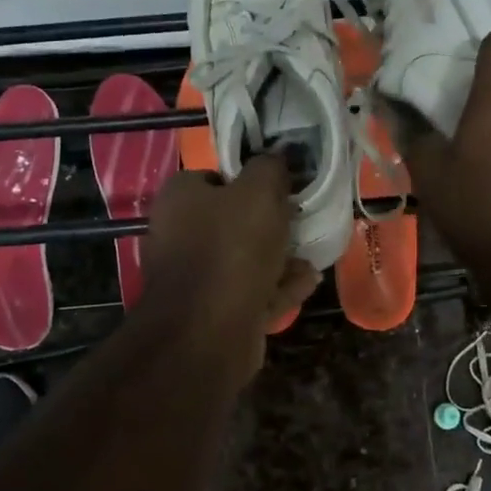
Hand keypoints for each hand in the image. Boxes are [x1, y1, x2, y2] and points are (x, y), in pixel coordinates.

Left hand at [139, 156, 320, 380]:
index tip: (281, 187)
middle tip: (301, 221)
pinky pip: (249, 291)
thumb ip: (269, 168)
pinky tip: (308, 282)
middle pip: (232, 220)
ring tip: (311, 256)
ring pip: (244, 258)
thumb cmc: (232, 249)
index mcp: (179, 198)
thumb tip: (275, 158)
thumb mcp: (259, 191)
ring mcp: (194, 277)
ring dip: (280, 257)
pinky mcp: (212, 311)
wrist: (209, 332)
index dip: (249, 179)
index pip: (214, 176)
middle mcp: (179, 234)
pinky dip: (277, 286)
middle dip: (270, 223)